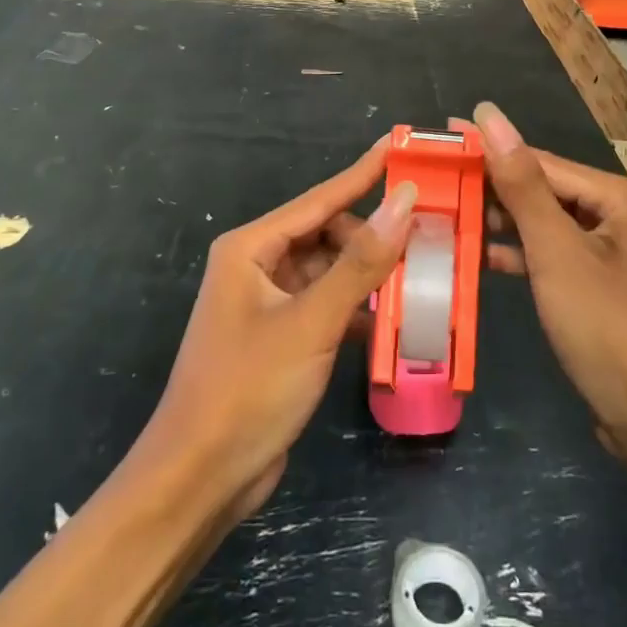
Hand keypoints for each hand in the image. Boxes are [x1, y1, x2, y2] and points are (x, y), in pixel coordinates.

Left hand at [136, 138, 415, 522]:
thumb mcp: (312, 322)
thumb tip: (403, 200)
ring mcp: (269, 304)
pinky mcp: (282, 339)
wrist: (200, 479)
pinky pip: (328, 307)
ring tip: (421, 273)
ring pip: (330, 272)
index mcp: (251, 248)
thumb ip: (361, 262)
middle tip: (426, 235)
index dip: (363, 173)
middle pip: (327, 234)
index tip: (401, 147)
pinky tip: (393, 319)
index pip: (320, 199)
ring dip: (368, 276)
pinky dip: (357, 310)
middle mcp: (258, 267)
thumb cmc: (248, 389)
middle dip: (372, 236)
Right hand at [470, 102, 626, 456]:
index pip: (541, 162)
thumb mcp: (557, 252)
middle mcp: (621, 215)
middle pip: (544, 191)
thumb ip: (521, 184)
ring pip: (546, 225)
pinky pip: (554, 256)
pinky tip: (480, 255)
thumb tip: (489, 115)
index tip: (440, 137)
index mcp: (620, 197)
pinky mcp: (602, 287)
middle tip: (434, 180)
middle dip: (491, 188)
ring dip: (501, 223)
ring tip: (446, 213)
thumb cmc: (609, 329)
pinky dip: (521, 255)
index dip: (488, 149)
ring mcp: (613, 253)